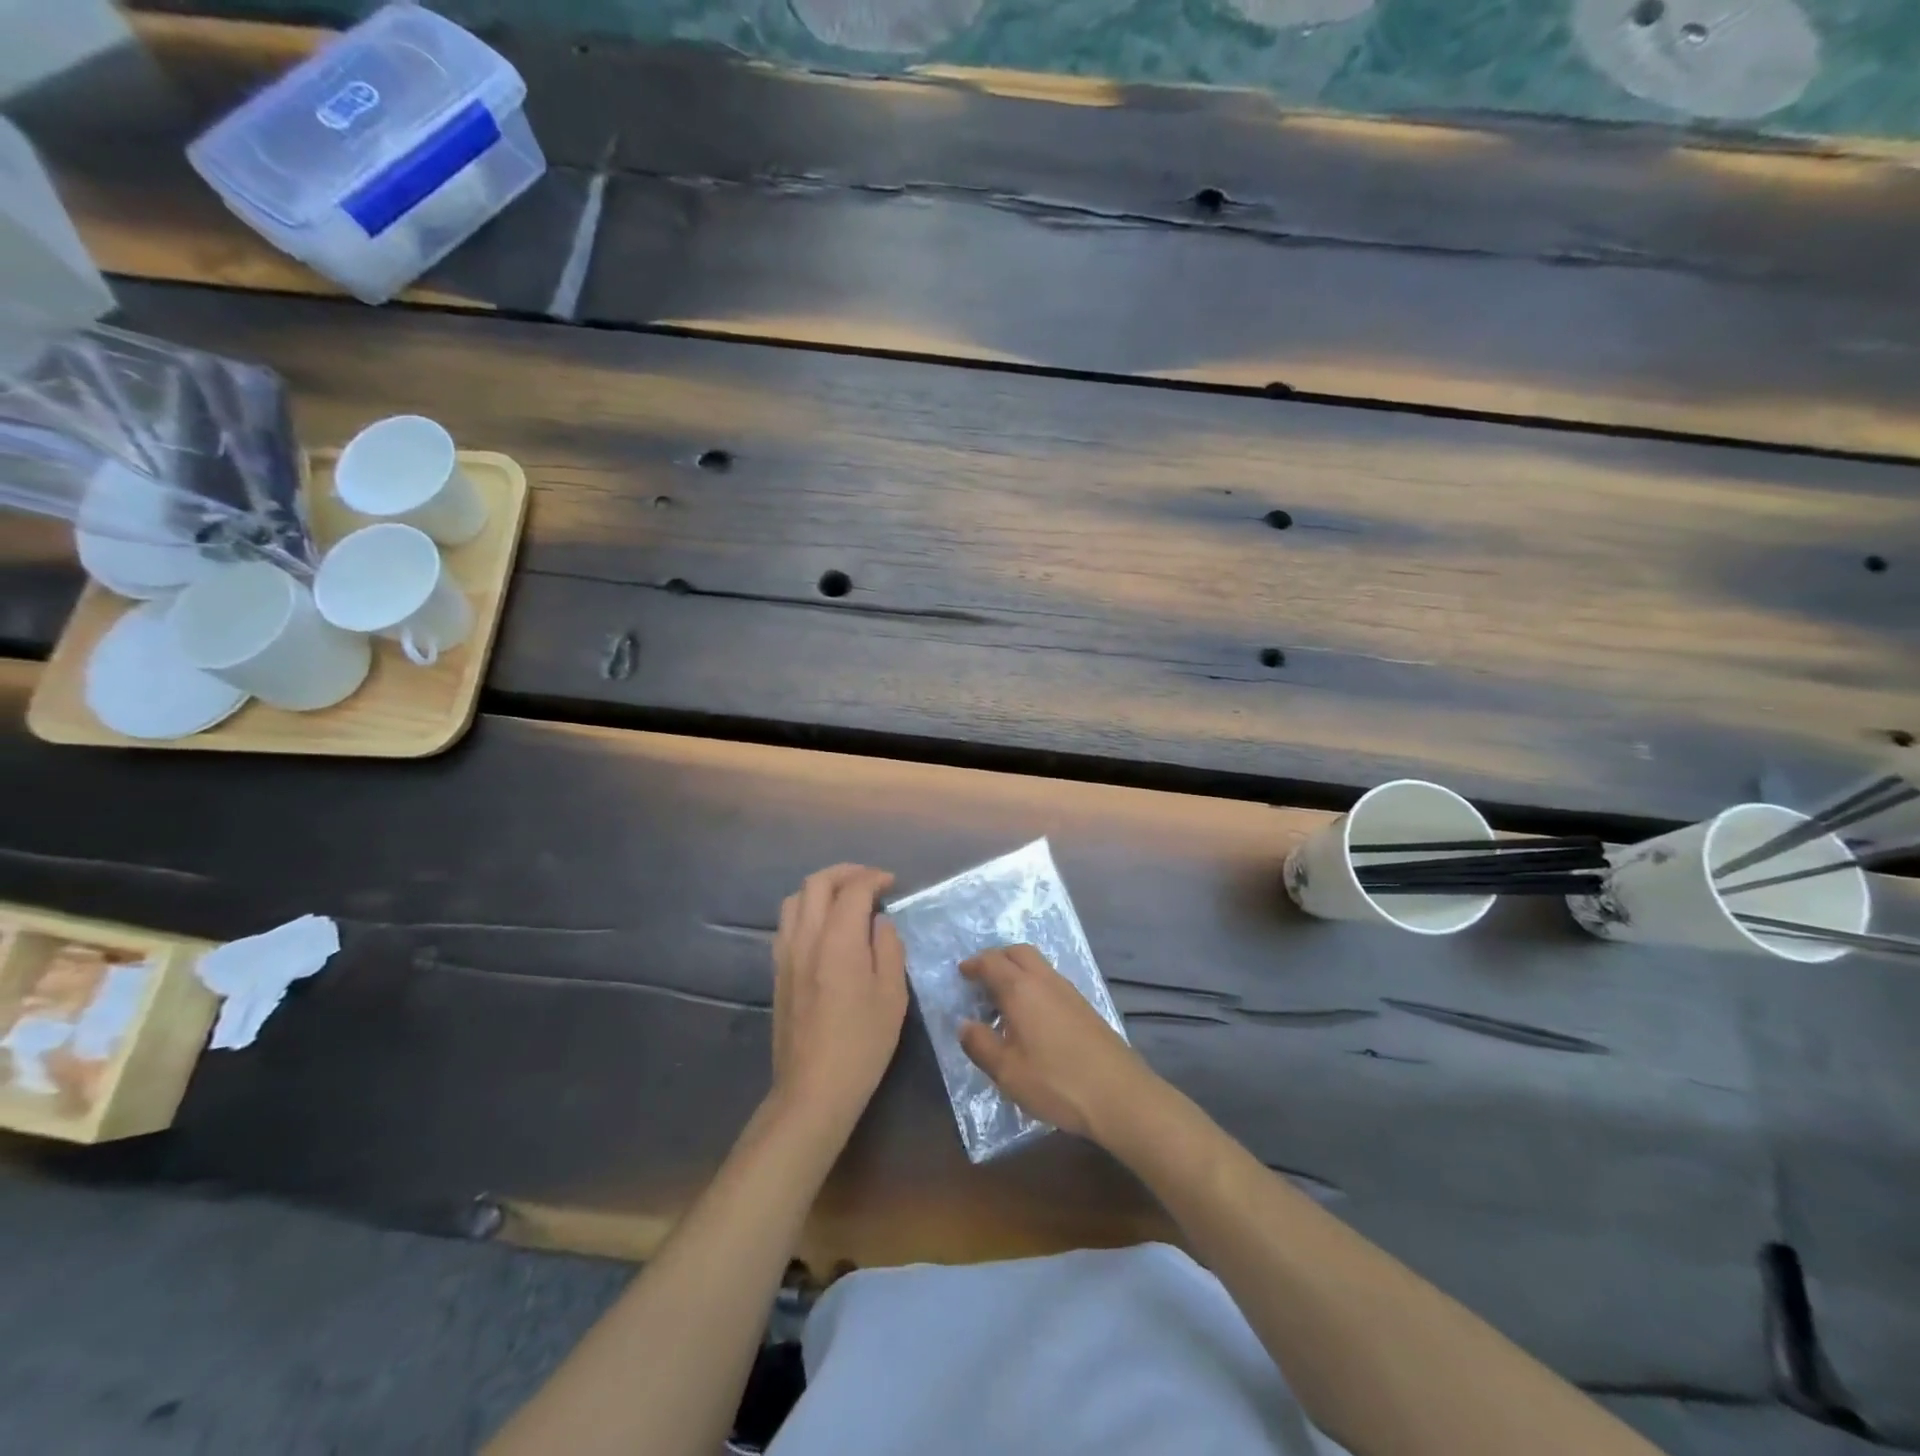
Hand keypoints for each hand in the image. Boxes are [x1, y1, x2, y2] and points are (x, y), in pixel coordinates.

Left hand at [770, 865, 908, 1140]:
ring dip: (821, 888)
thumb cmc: (862, 1044)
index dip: (874, 878)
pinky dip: (806, 909)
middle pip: (817, 883)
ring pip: (795, 899)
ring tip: (845, 898)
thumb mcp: (892, 996)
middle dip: (845, 872)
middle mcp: (806, 938)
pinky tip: (824, 927)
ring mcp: (786, 954)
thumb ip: (888, 949)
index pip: (853, 889)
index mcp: (838, 941)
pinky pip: (787, 923)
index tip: (892, 883)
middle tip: (870, 880)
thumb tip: (880, 922)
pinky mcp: (777, 971)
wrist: (813, 1090)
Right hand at [958, 944, 1154, 1143]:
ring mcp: (1069, 992)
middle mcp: (1045, 981)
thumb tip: (964, 1024)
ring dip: (1017, 971)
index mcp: (1021, 989)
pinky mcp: (1085, 1007)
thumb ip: (980, 1044)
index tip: (961, 973)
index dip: (974, 964)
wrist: (1119, 1094)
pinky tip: (1031, 1017)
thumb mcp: (1007, 1071)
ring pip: (1038, 965)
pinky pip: (1051, 982)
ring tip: (1002, 1001)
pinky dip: (1033, 985)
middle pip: (1018, 952)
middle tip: (981, 978)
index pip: (992, 961)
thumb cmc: (1056, 1081)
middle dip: (997, 958)